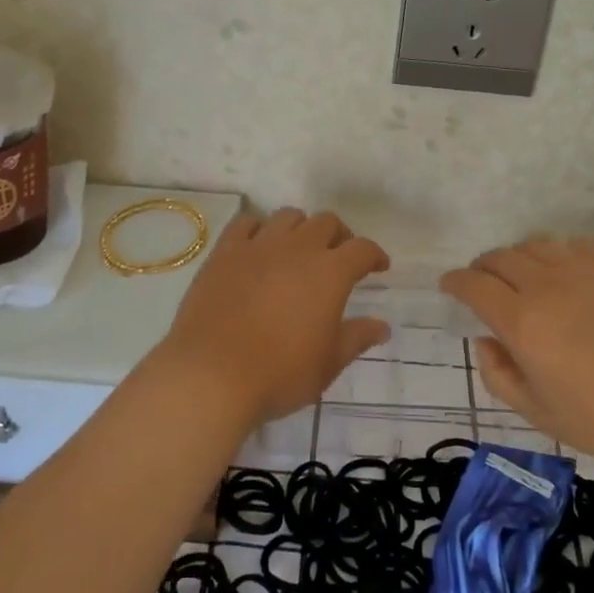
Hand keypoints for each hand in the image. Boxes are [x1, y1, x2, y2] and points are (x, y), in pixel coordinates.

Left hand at [156, 209, 389, 426]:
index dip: (374, 255)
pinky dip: (259, 230)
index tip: (378, 266)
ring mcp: (258, 246)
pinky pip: (246, 224)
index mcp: (330, 272)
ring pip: (287, 216)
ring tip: (298, 250)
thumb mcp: (328, 363)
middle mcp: (297, 248)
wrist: (211, 375)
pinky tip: (258, 248)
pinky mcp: (224, 253)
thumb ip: (357, 338)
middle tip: (338, 257)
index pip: (362, 249)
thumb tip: (382, 326)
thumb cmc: (279, 374)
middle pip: (326, 222)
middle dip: (339, 236)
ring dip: (301, 228)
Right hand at [440, 237, 593, 472]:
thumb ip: (498, 374)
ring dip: (519, 257)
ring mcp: (587, 270)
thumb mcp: (537, 412)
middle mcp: (548, 286)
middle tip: (483, 282)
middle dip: (483, 267)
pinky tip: (566, 272)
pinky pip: (576, 244)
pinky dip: (559, 253)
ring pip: (536, 245)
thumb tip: (485, 340)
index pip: (474, 284)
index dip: (455, 281)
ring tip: (523, 276)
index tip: (449, 286)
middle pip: (501, 258)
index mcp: (523, 322)